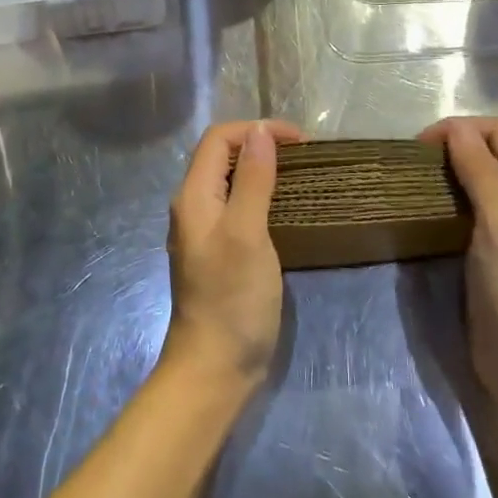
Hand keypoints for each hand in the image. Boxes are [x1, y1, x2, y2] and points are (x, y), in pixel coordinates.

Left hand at [164, 119, 304, 389]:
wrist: (215, 368)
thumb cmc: (232, 298)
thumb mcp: (247, 233)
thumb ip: (253, 180)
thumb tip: (260, 132)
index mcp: (193, 196)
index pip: (219, 138)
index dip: (257, 130)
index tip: (300, 142)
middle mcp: (193, 206)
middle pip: (222, 156)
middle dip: (261, 144)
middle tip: (304, 156)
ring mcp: (205, 231)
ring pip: (231, 181)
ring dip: (263, 169)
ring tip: (300, 175)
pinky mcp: (219, 251)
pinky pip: (238, 206)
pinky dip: (262, 195)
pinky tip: (286, 207)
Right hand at [420, 117, 497, 411]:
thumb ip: (479, 168)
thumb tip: (455, 128)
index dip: (462, 128)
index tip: (423, 146)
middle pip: (491, 152)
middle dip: (454, 146)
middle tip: (417, 164)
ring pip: (481, 180)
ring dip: (451, 173)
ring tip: (418, 183)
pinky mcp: (496, 251)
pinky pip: (473, 210)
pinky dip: (451, 200)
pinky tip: (430, 212)